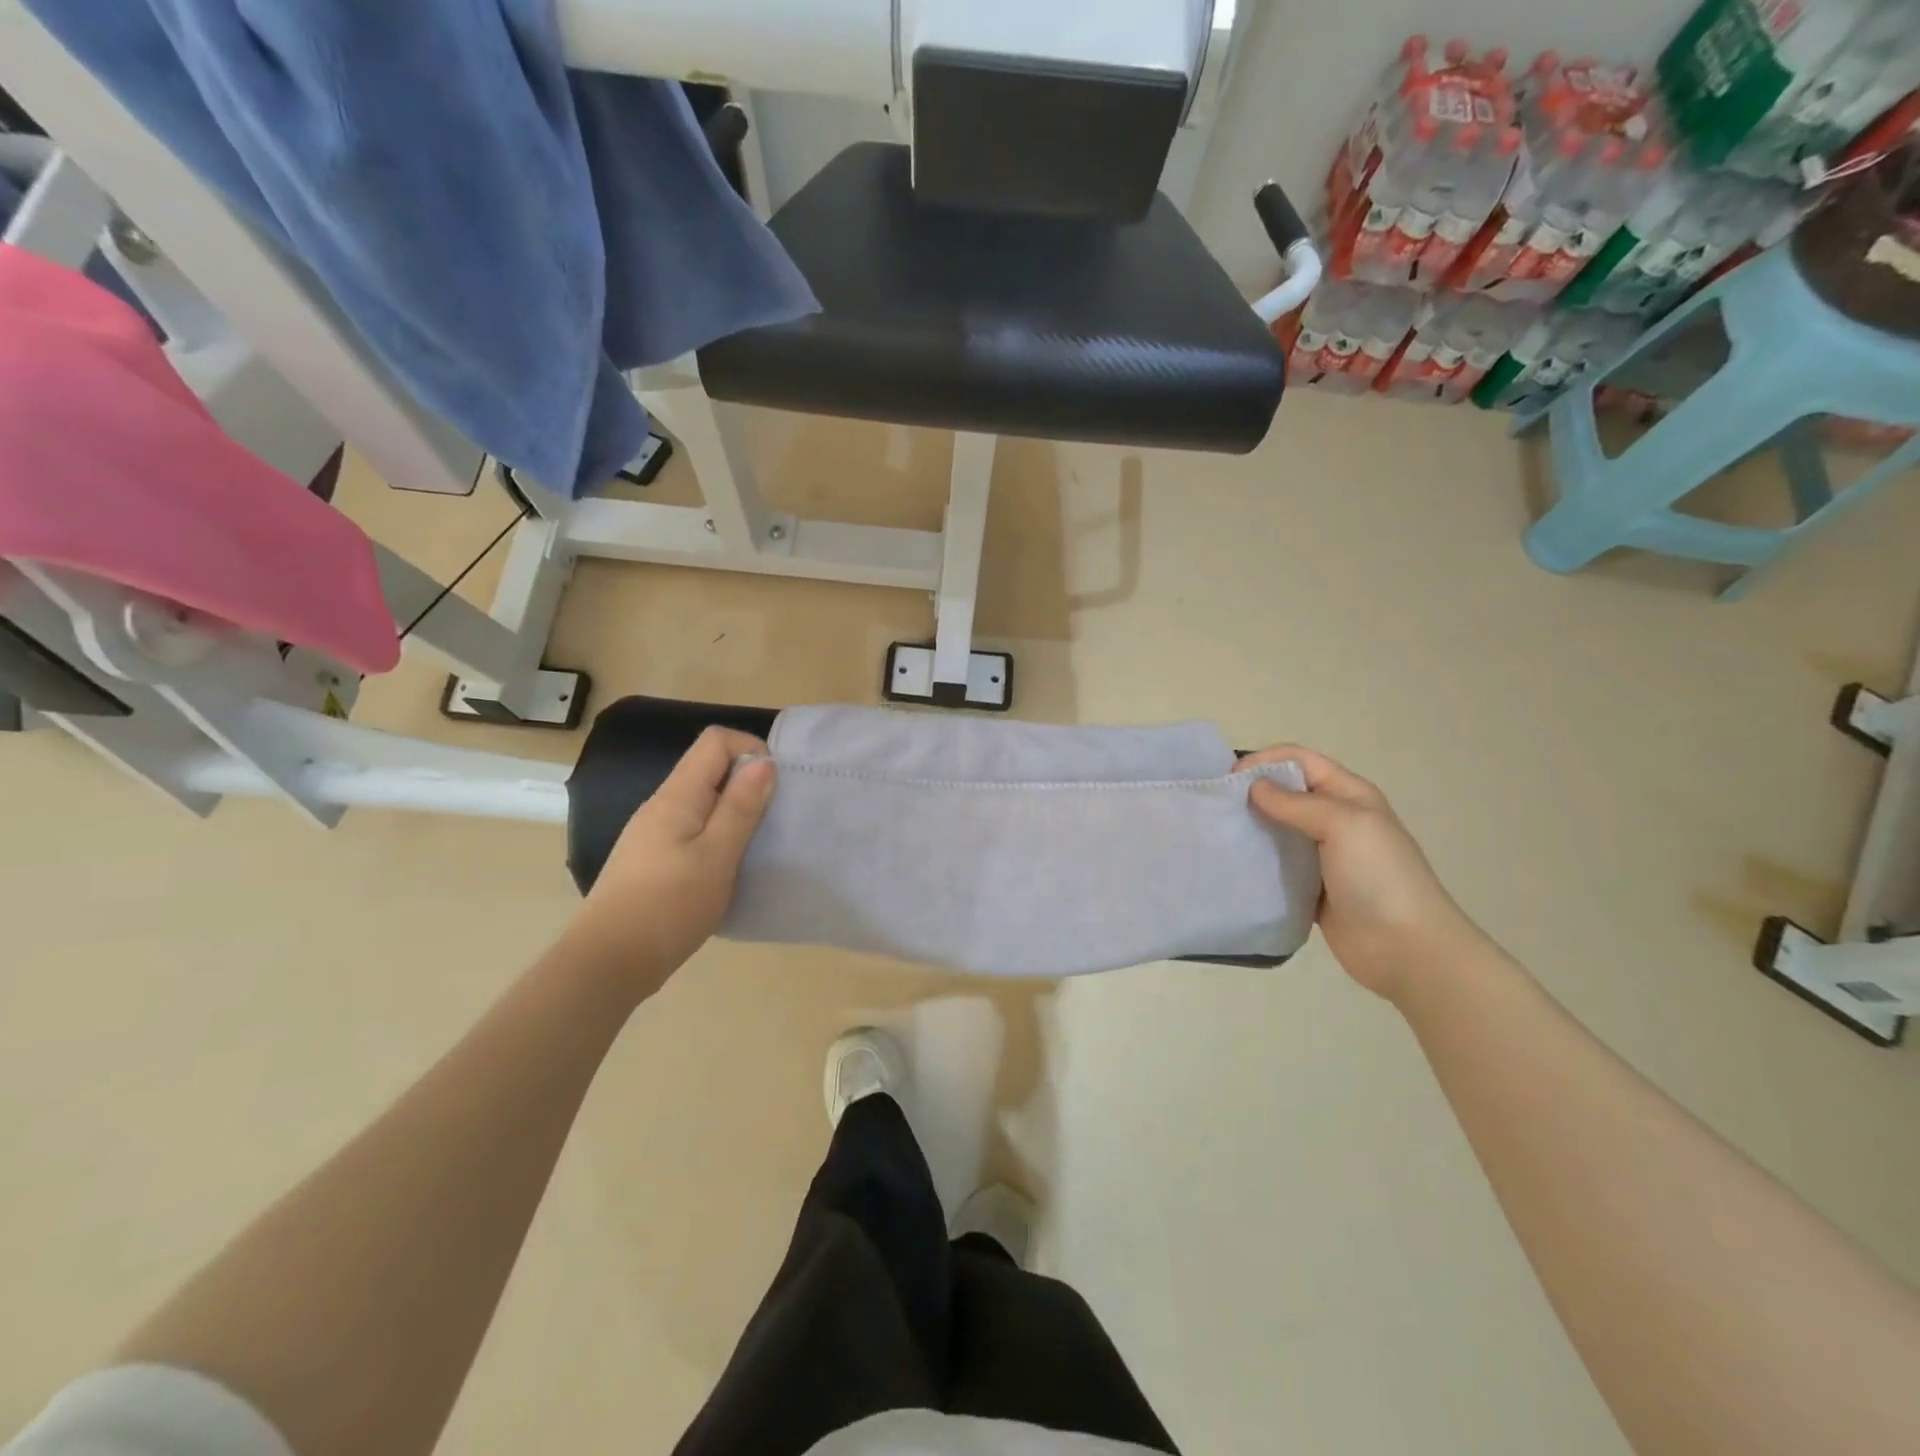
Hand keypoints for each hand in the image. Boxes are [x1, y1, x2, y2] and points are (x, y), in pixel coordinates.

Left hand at [569, 727, 775, 989]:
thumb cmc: (668, 907)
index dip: (751, 750)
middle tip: (773, 820)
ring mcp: (653, 832)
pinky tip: (728, 867)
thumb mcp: (717, 856)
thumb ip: (740, 807)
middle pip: (709, 768)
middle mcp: (662, 805)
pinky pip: (694, 828)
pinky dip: (719, 835)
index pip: (715, 741)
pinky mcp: (653, 858)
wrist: (608, 963)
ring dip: (735, 812)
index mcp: (677, 796)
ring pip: (703, 801)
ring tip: (756, 845)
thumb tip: (763, 762)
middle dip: (747, 783)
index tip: (775, 786)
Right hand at [1242, 746, 1481, 1002]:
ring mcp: (1323, 855)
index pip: (1299, 760)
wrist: (1407, 949)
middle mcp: (1335, 819)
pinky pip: (1277, 865)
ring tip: (1218, 834)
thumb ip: (1296, 803)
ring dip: (1251, 827)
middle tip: (1215, 807)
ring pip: (1278, 829)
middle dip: (1251, 793)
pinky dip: (1257, 862)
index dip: (1264, 762)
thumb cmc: (1379, 877)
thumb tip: (1254, 788)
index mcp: (1349, 795)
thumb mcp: (1344, 825)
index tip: (1228, 781)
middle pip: (1286, 792)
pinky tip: (1234, 865)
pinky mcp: (1312, 887)